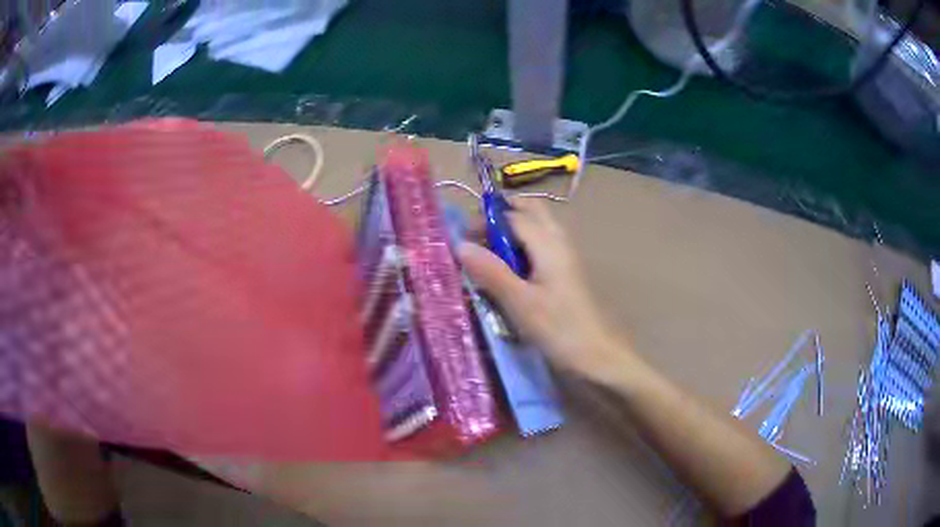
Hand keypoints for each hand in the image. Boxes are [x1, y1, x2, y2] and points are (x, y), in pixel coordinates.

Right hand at [458, 198, 628, 383]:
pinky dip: (523, 247)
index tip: (462, 241)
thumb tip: (460, 244)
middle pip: (531, 211)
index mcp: (548, 243)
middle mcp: (559, 241)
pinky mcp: (567, 272)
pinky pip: (542, 245)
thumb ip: (491, 271)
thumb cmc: (559, 329)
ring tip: (490, 254)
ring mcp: (566, 256)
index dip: (485, 221)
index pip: (512, 215)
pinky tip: (511, 272)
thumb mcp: (520, 303)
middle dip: (503, 214)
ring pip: (539, 227)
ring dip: (513, 230)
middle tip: (479, 237)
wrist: (599, 355)